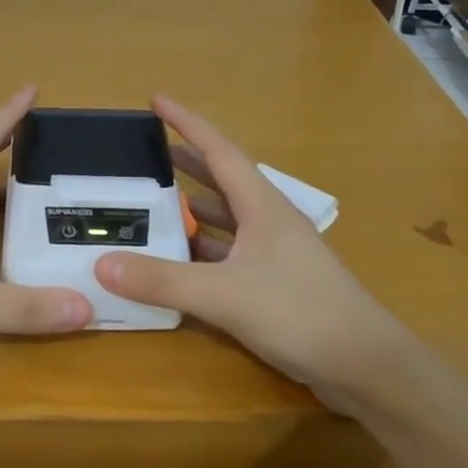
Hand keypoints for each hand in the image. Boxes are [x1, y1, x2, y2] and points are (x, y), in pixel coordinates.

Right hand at [93, 96, 420, 409]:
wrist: (366, 366)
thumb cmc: (301, 313)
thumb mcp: (224, 295)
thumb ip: (162, 281)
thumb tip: (101, 265)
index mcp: (262, 206)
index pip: (219, 150)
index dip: (187, 123)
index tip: (155, 101)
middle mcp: (269, 221)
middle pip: (221, 180)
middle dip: (185, 163)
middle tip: (145, 154)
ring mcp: (275, 253)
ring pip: (225, 219)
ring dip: (192, 208)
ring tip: (152, 202)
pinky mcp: (275, 283)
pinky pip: (228, 253)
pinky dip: (201, 250)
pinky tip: (177, 259)